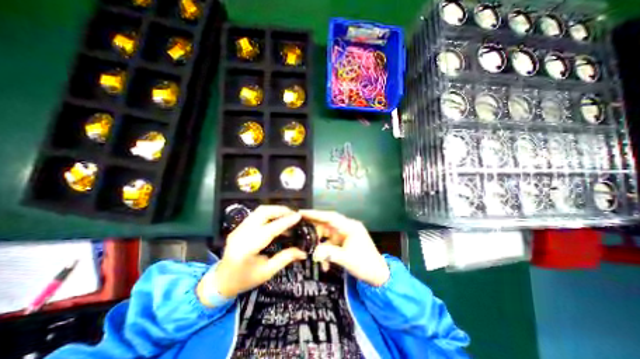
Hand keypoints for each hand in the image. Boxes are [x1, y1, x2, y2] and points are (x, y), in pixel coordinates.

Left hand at [200, 205, 306, 301]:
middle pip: (262, 212)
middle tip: (293, 214)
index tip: (298, 216)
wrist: (220, 281)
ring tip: (287, 215)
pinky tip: (277, 219)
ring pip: (259, 211)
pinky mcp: (239, 227)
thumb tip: (303, 252)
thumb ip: (285, 258)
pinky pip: (256, 215)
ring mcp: (238, 229)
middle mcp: (240, 234)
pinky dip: (269, 213)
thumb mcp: (267, 272)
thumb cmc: (244, 280)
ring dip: (275, 210)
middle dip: (280, 210)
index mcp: (247, 249)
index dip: (285, 222)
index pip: (269, 230)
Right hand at [300, 209, 389, 286]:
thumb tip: (314, 253)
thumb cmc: (365, 265)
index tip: (302, 212)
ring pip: (327, 234)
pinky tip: (324, 264)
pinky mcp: (344, 242)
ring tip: (310, 251)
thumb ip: (329, 254)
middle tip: (300, 230)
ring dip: (320, 244)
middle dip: (314, 228)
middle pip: (327, 224)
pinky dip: (326, 251)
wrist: (378, 276)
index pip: (330, 217)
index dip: (316, 214)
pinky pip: (331, 243)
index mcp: (350, 227)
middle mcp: (347, 227)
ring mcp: (345, 235)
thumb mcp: (347, 259)